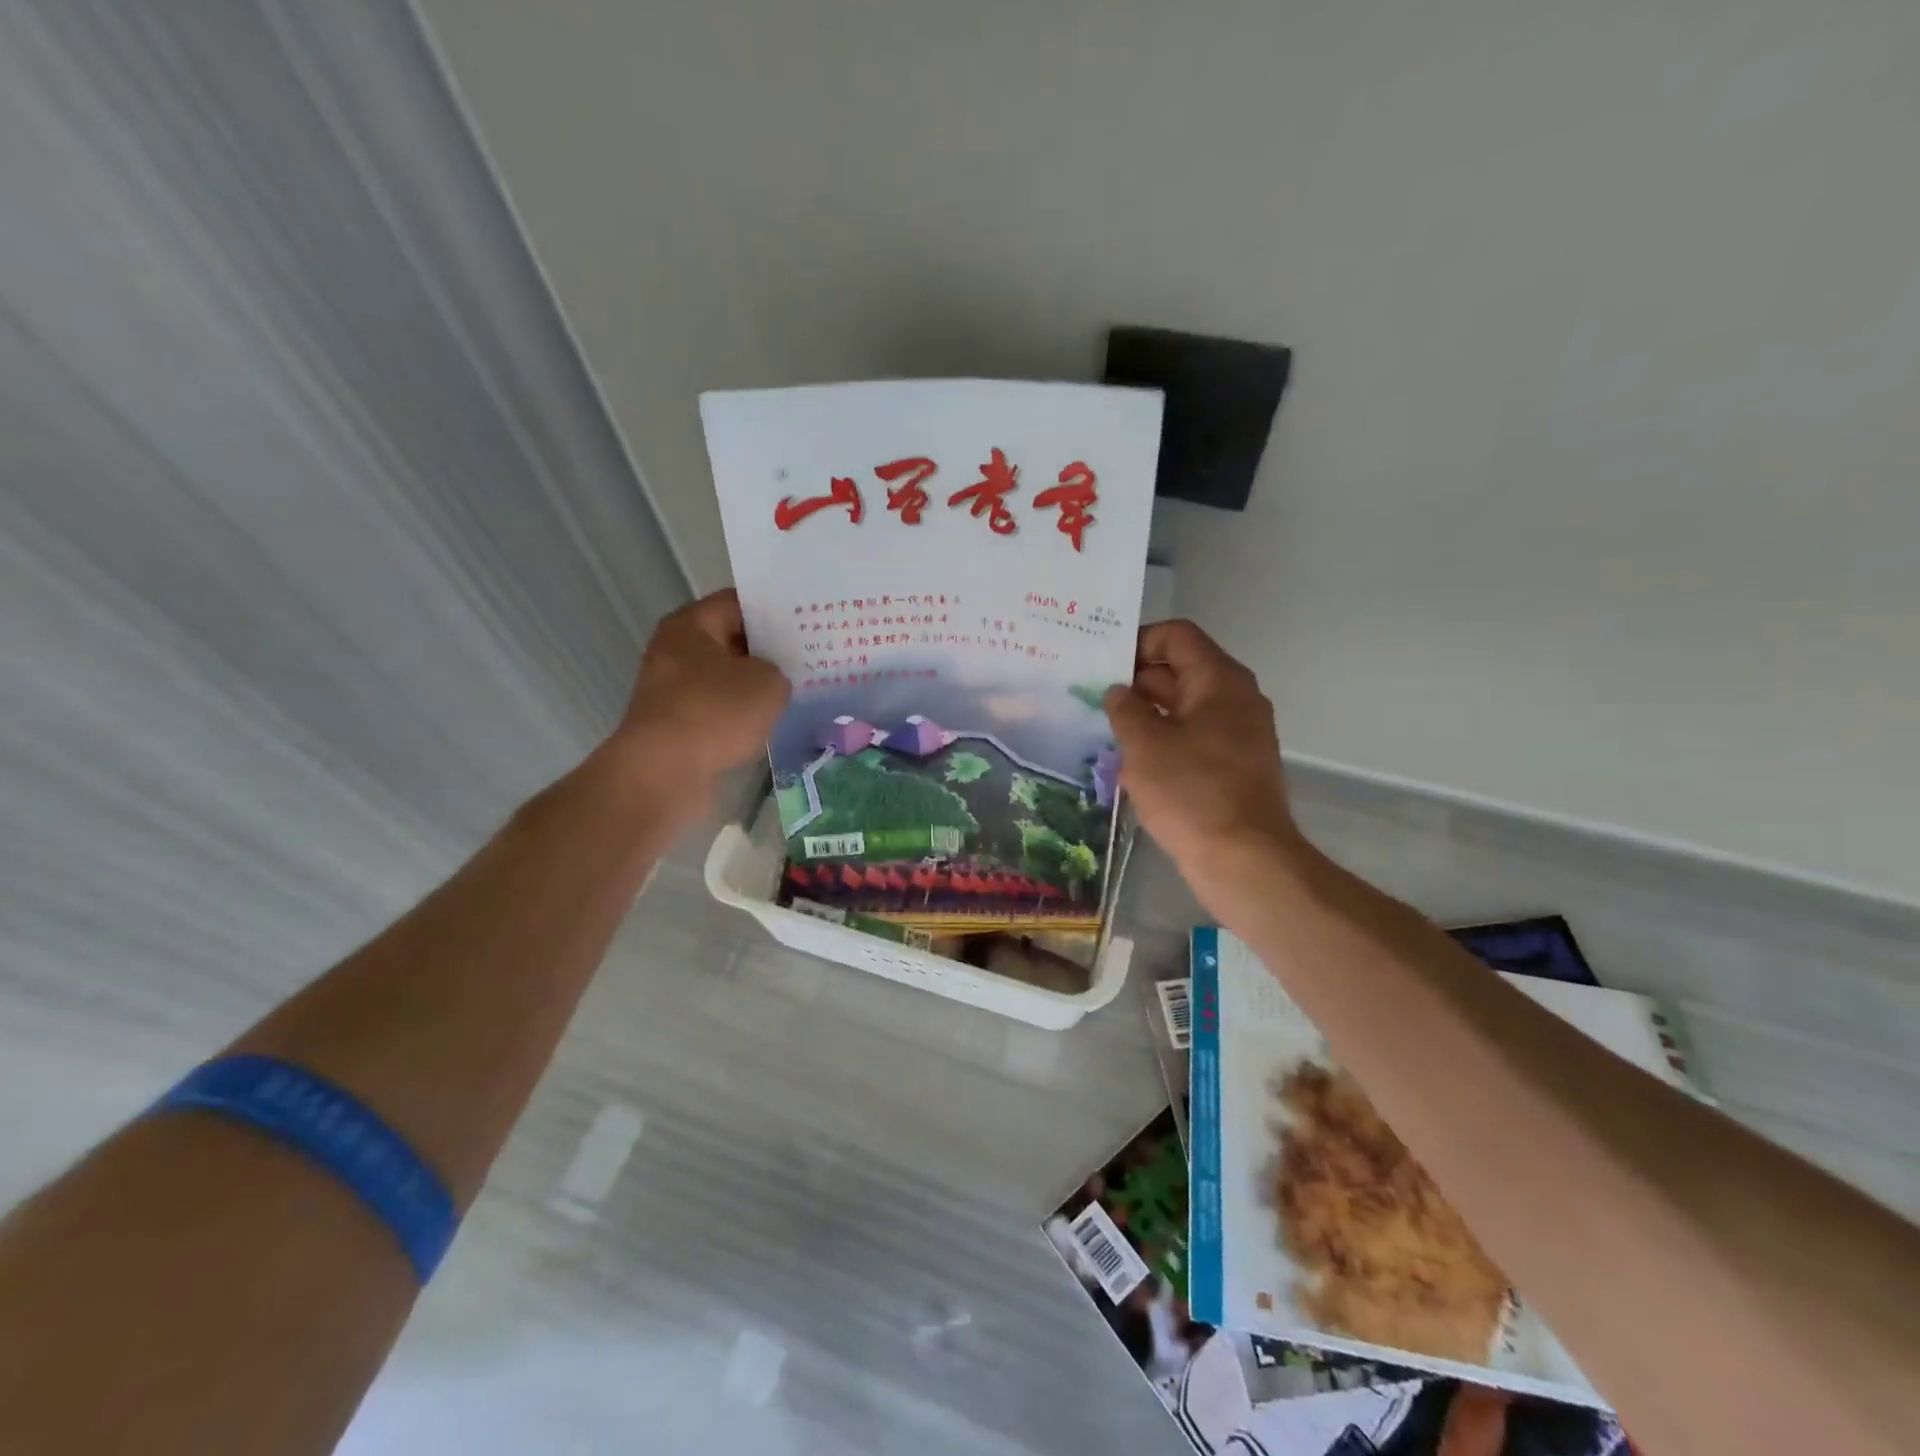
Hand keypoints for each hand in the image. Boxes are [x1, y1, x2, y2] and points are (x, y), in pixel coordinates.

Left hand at [609, 589, 789, 819]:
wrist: (664, 774)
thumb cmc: (716, 713)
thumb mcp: (768, 683)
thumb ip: (779, 671)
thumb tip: (769, 680)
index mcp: (691, 624)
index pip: (739, 602)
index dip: (775, 610)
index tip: (807, 621)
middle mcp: (675, 649)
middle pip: (731, 638)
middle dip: (768, 648)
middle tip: (809, 655)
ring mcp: (672, 688)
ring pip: (725, 676)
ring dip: (754, 684)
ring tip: (797, 688)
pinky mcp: (676, 722)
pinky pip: (717, 707)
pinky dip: (740, 713)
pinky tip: (771, 720)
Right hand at [1104, 620, 1302, 906]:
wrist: (1244, 860)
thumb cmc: (1191, 792)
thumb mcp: (1144, 745)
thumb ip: (1125, 709)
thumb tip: (1118, 692)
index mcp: (1219, 681)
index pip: (1177, 636)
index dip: (1138, 642)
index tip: (1102, 664)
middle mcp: (1236, 698)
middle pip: (1182, 669)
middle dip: (1137, 679)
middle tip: (1092, 695)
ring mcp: (1239, 734)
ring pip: (1186, 706)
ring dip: (1147, 712)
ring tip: (1105, 727)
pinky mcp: (1234, 766)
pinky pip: (1194, 737)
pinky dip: (1164, 739)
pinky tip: (1132, 760)